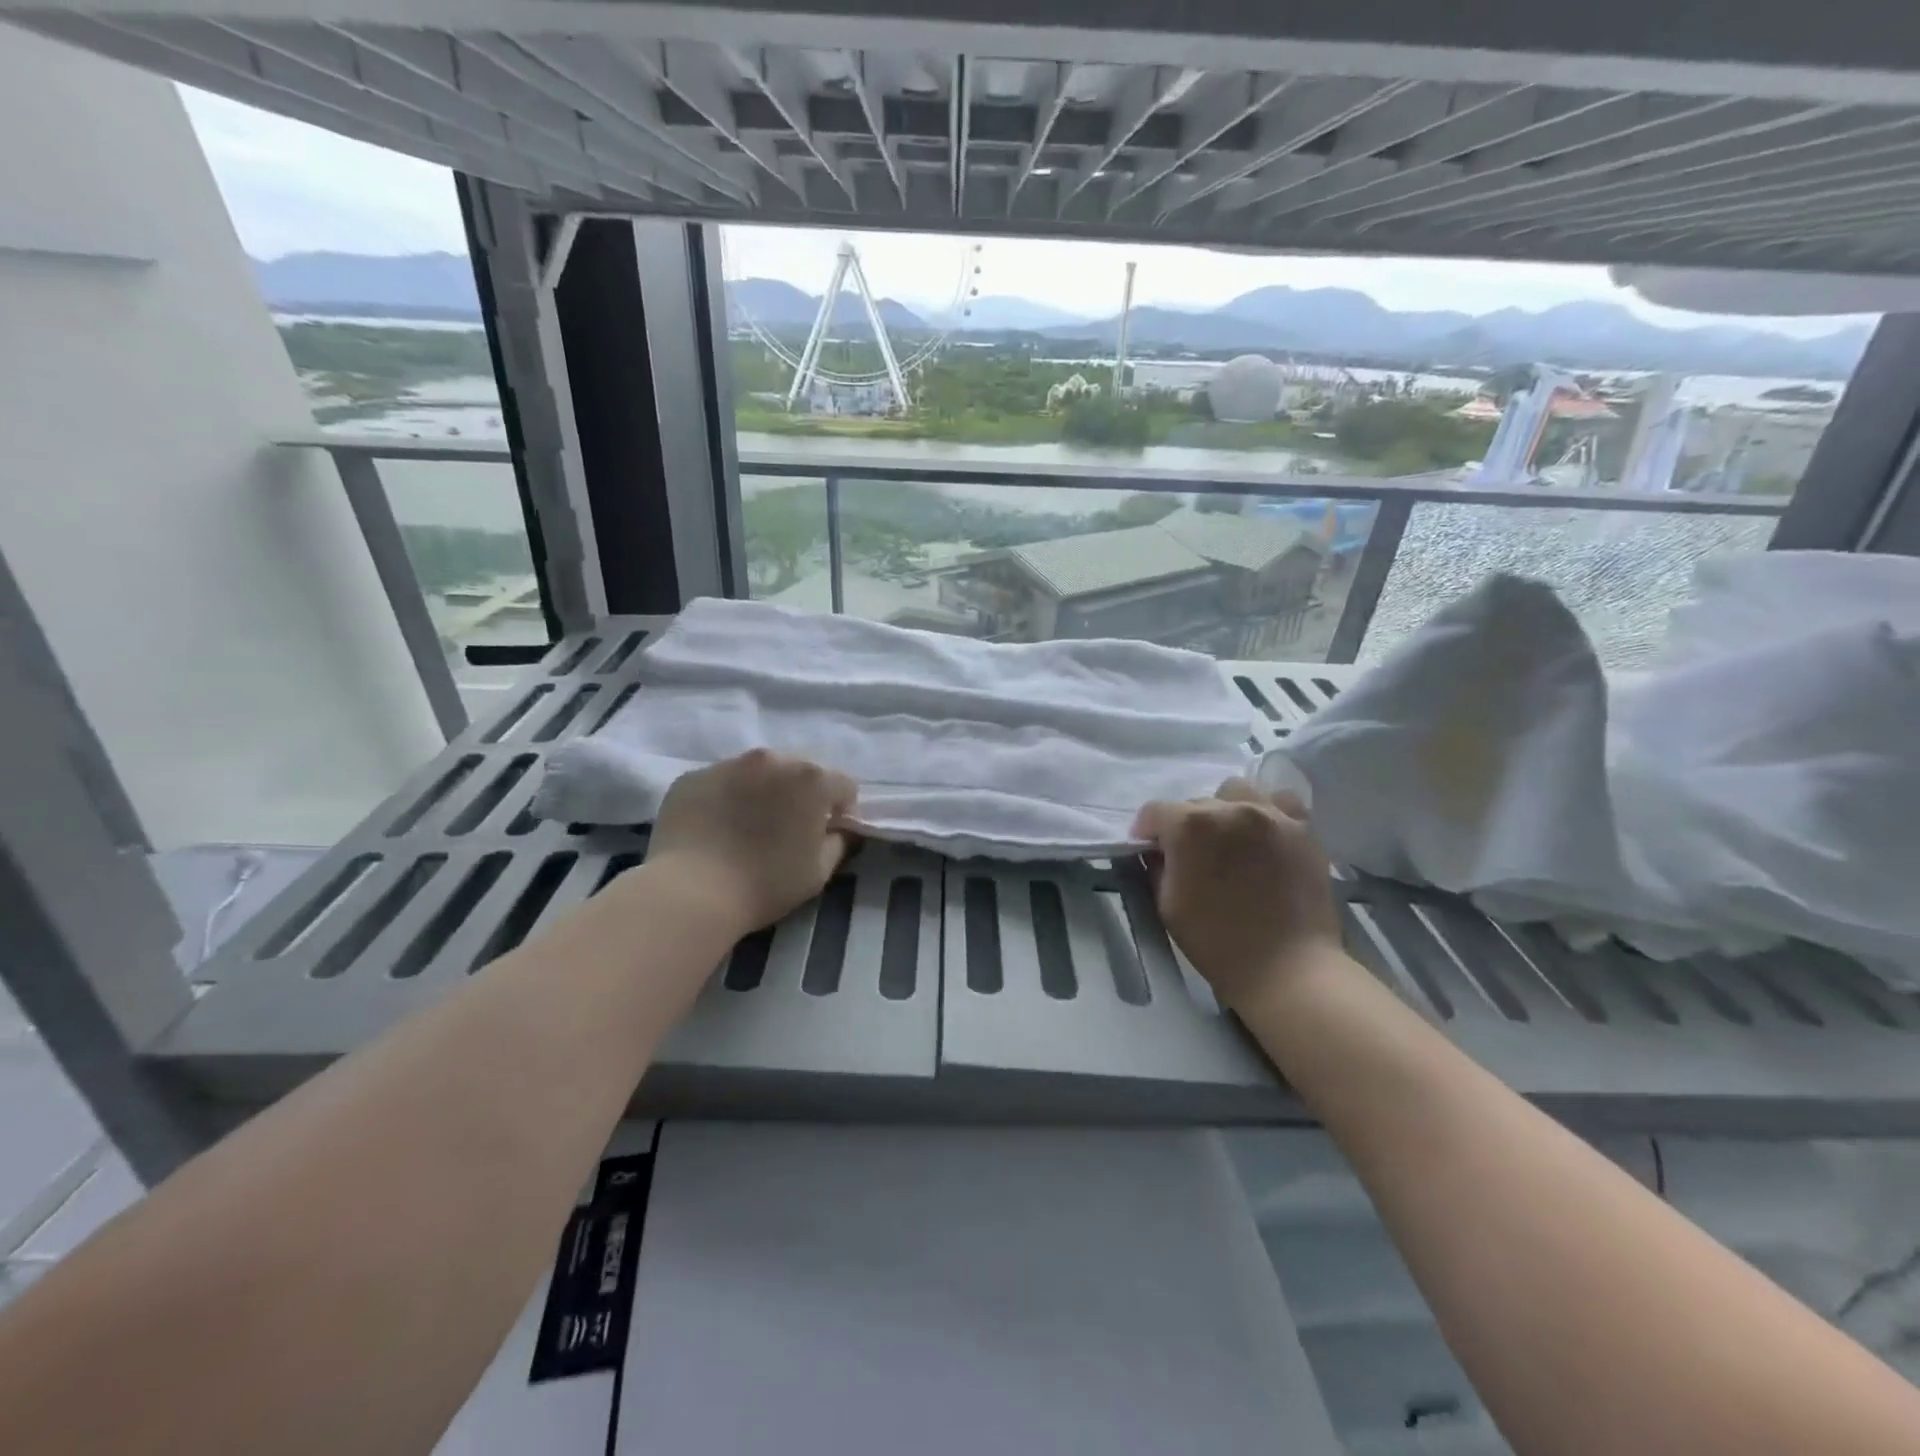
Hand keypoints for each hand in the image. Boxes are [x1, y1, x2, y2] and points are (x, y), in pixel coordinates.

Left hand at [647, 750, 857, 934]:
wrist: (691, 892)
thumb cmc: (765, 883)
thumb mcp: (819, 872)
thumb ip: (839, 842)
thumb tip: (838, 829)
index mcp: (811, 779)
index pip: (844, 786)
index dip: (840, 811)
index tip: (826, 834)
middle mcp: (773, 760)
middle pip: (800, 770)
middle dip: (801, 794)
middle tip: (787, 828)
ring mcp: (728, 764)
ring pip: (758, 772)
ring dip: (763, 791)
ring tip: (747, 826)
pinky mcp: (692, 777)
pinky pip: (721, 782)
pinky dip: (726, 797)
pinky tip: (716, 829)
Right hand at [1132, 779, 1342, 1012]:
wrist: (1288, 969)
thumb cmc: (1216, 941)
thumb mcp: (1167, 905)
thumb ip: (1157, 867)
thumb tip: (1159, 851)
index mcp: (1190, 825)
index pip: (1155, 811)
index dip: (1145, 831)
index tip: (1148, 850)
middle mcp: (1230, 808)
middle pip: (1197, 803)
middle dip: (1186, 825)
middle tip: (1192, 856)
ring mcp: (1271, 815)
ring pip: (1237, 792)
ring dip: (1225, 809)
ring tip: (1230, 838)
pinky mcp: (1303, 829)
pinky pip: (1280, 803)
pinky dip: (1267, 812)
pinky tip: (1264, 835)